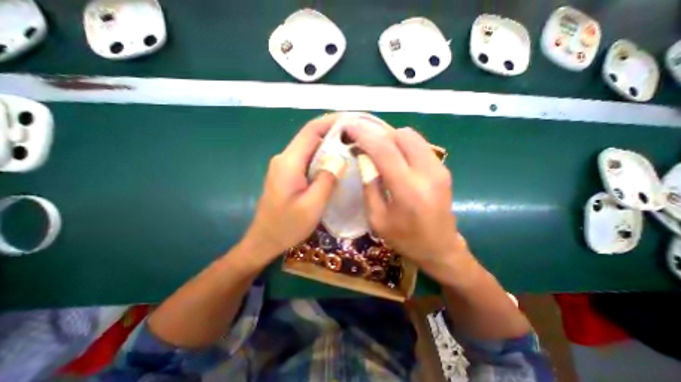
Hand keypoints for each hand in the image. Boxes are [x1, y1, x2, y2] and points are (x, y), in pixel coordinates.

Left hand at [244, 114, 346, 262]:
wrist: (264, 240)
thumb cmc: (287, 226)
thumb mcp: (312, 205)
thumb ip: (327, 179)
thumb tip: (340, 158)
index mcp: (289, 162)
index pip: (311, 131)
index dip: (332, 121)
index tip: (352, 120)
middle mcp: (284, 158)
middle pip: (311, 136)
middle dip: (334, 132)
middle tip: (358, 135)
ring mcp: (285, 165)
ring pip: (310, 147)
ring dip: (330, 144)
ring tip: (352, 146)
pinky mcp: (287, 173)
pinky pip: (308, 159)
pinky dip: (323, 157)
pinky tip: (337, 162)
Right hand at [347, 123, 474, 282]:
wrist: (441, 248)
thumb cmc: (405, 239)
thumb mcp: (377, 219)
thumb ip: (370, 186)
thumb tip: (363, 159)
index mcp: (408, 189)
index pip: (384, 149)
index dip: (364, 134)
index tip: (349, 125)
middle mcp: (427, 172)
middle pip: (401, 135)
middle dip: (378, 132)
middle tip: (362, 138)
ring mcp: (439, 168)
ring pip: (412, 136)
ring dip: (390, 136)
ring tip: (376, 146)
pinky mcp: (443, 168)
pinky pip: (419, 145)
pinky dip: (402, 143)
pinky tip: (393, 154)